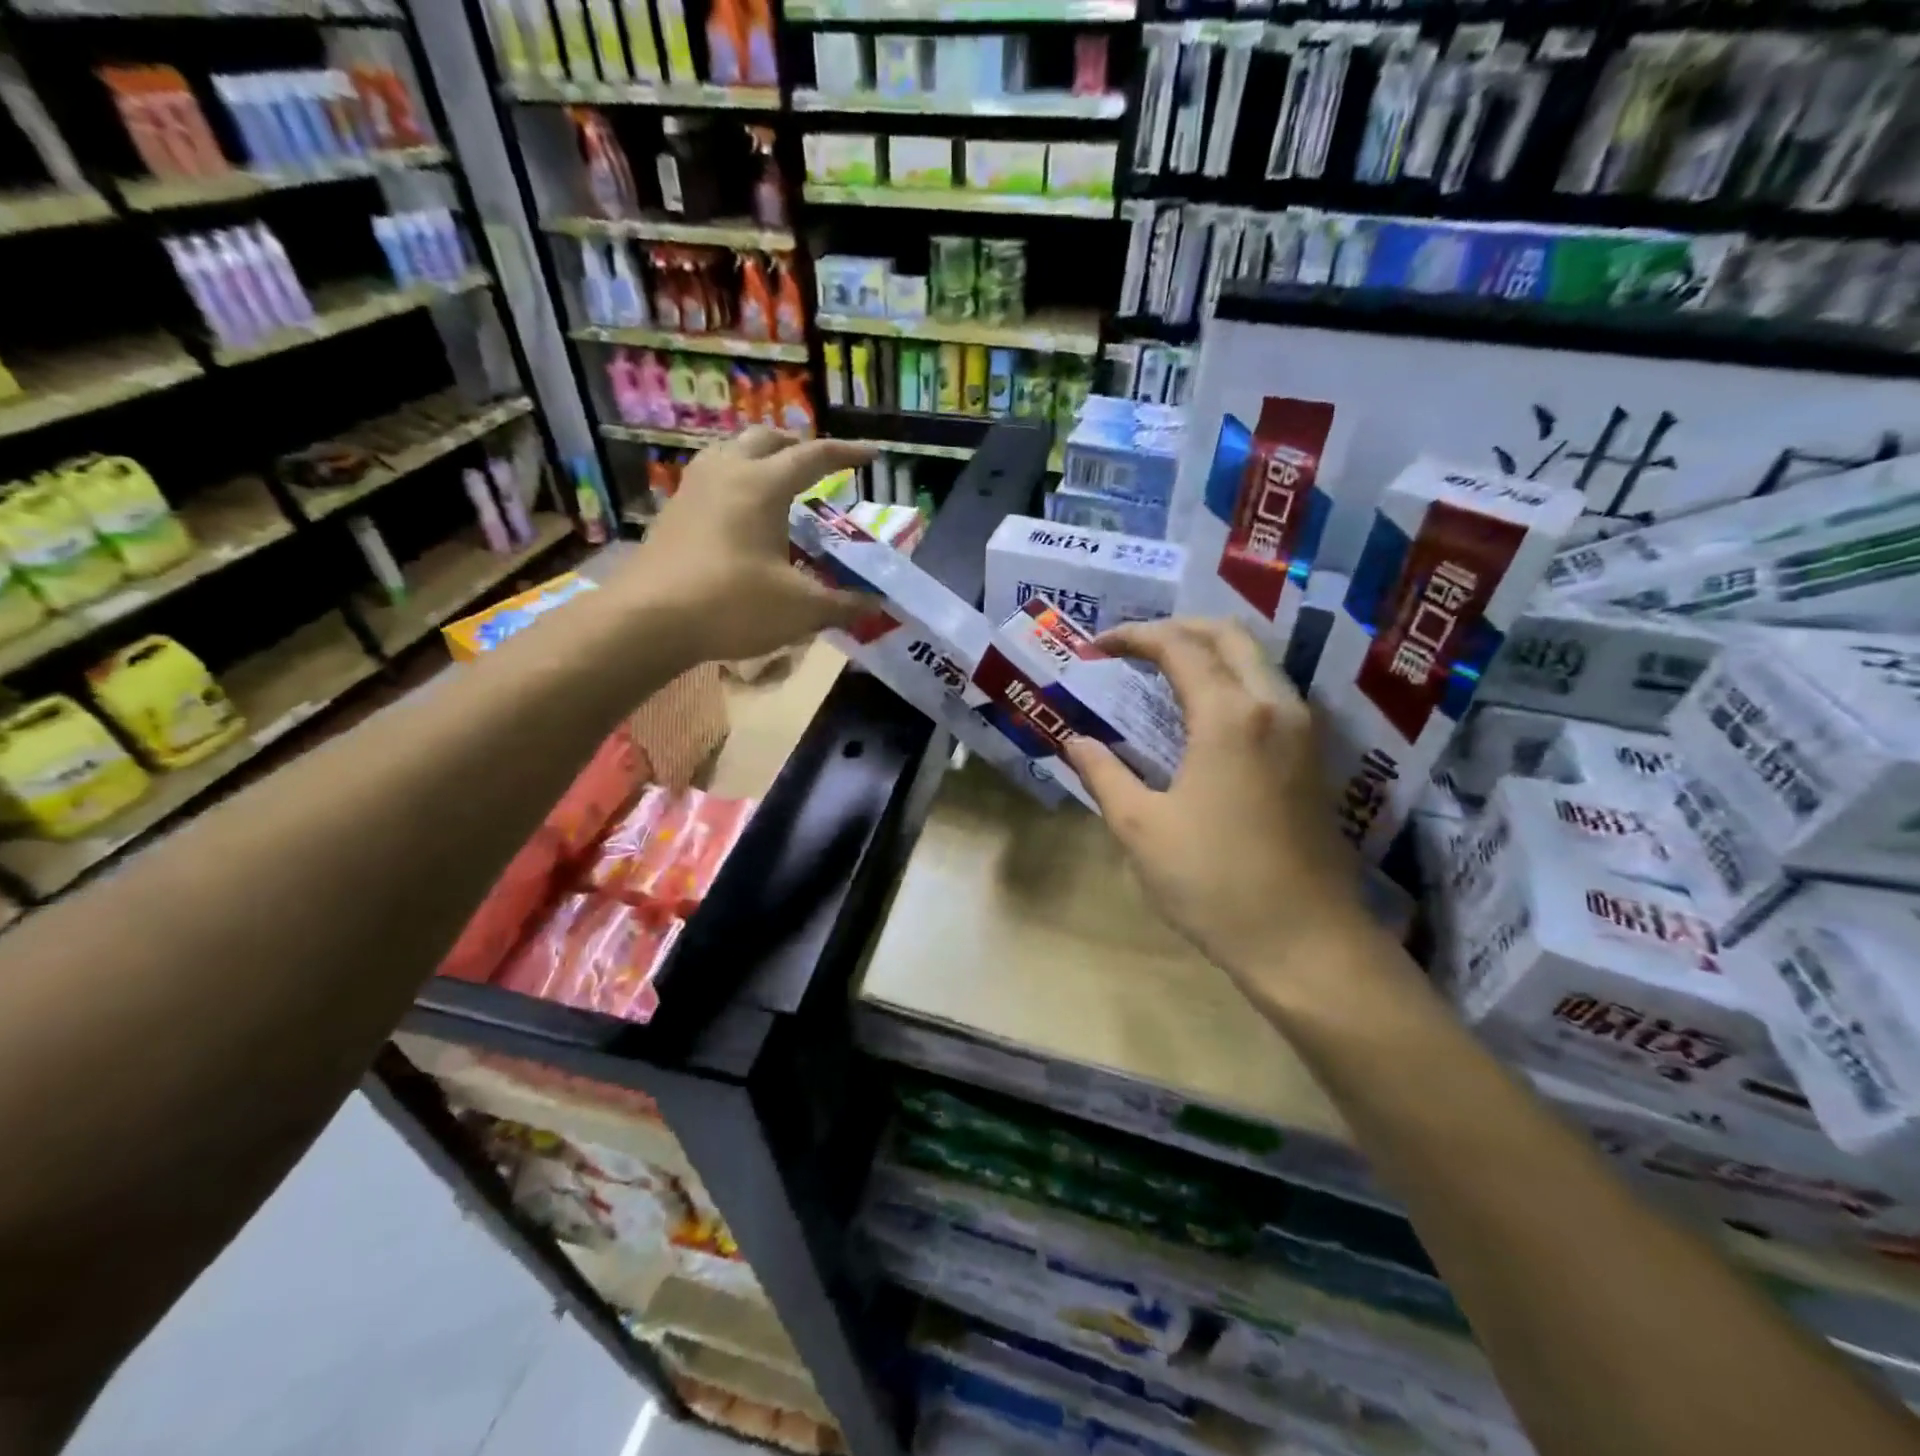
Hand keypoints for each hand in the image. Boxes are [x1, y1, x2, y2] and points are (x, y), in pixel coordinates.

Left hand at [626, 429, 874, 661]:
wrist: (648, 620)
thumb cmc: (732, 605)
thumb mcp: (800, 609)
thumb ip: (843, 604)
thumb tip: (876, 604)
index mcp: (763, 485)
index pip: (813, 456)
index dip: (846, 454)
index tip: (872, 454)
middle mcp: (727, 473)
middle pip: (766, 439)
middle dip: (797, 446)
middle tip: (819, 466)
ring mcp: (693, 489)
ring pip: (731, 451)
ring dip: (760, 456)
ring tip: (777, 480)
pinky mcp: (672, 512)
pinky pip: (711, 477)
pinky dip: (735, 478)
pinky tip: (739, 511)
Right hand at [1061, 619, 1377, 991]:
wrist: (1306, 941)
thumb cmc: (1214, 882)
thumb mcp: (1141, 828)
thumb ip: (1104, 774)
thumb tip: (1075, 741)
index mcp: (1230, 716)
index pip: (1179, 647)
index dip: (1134, 637)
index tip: (1097, 647)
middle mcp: (1275, 706)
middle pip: (1230, 636)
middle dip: (1178, 628)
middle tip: (1134, 646)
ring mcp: (1303, 731)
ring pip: (1258, 660)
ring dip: (1210, 651)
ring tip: (1164, 671)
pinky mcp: (1314, 758)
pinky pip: (1271, 691)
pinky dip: (1234, 679)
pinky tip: (1205, 712)